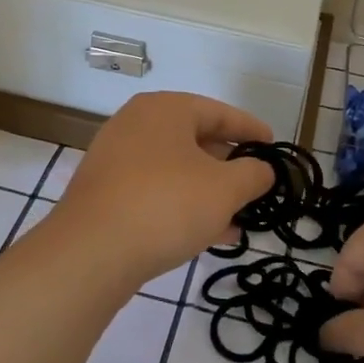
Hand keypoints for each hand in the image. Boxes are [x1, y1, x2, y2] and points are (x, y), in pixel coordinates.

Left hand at [45, 92, 275, 298]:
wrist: (90, 253)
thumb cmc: (166, 205)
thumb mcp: (225, 189)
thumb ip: (253, 174)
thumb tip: (262, 170)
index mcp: (165, 109)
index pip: (219, 112)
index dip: (251, 129)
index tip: (273, 146)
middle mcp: (136, 125)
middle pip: (195, 140)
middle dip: (228, 166)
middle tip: (255, 185)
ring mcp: (115, 159)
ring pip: (176, 170)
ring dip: (208, 192)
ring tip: (239, 219)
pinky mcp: (104, 193)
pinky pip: (154, 191)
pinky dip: (182, 205)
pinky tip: (208, 235)